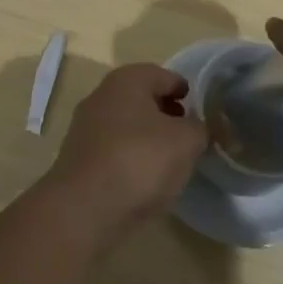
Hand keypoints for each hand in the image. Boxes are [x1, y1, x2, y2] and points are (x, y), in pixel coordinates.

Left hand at [42, 63, 205, 245]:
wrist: (85, 208)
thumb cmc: (140, 160)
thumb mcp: (185, 141)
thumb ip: (199, 128)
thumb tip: (197, 128)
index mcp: (127, 80)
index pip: (163, 75)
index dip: (185, 90)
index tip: (201, 110)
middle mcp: (102, 95)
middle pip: (142, 97)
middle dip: (166, 112)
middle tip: (188, 134)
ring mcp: (86, 127)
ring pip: (127, 124)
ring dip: (148, 136)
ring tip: (171, 160)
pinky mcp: (80, 157)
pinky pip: (114, 148)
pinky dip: (132, 156)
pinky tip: (145, 178)